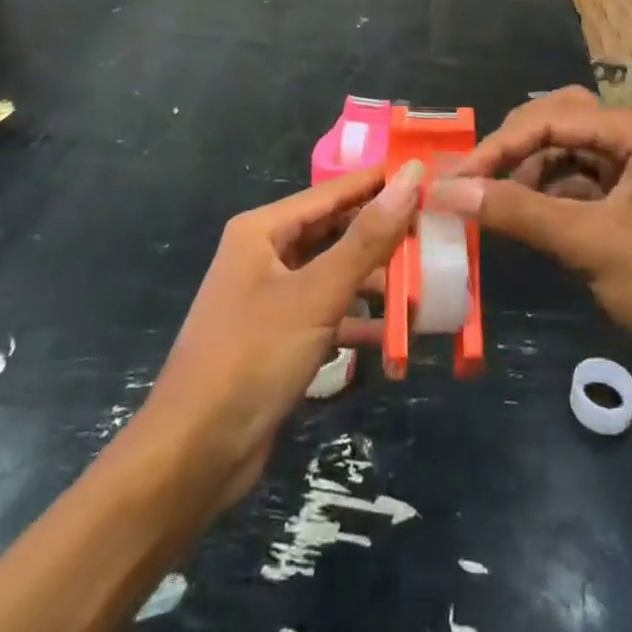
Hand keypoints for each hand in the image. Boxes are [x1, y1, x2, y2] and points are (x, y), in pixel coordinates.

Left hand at [142, 164, 419, 511]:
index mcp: (264, 230)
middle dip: (384, 236)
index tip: (429, 174)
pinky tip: (398, 335)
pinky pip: (330, 314)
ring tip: (428, 284)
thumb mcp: (316, 294)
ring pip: (336, 275)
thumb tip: (410, 176)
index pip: (333, 192)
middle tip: (438, 231)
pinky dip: (360, 322)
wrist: (193, 456)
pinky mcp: (281, 338)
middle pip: (336, 232)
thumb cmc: (252, 357)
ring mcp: (273, 298)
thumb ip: (367, 237)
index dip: (379, 182)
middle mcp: (266, 255)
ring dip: (377, 284)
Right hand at [436, 88, 631, 392]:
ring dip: (529, 177)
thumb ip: (519, 212)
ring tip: (494, 208)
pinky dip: (552, 201)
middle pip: (557, 125)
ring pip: (568, 157)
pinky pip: (583, 189)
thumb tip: (447, 191)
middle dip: (512, 151)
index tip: (453, 182)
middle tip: (472, 183)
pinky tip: (530, 224)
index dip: (496, 147)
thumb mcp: (593, 244)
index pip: (547, 119)